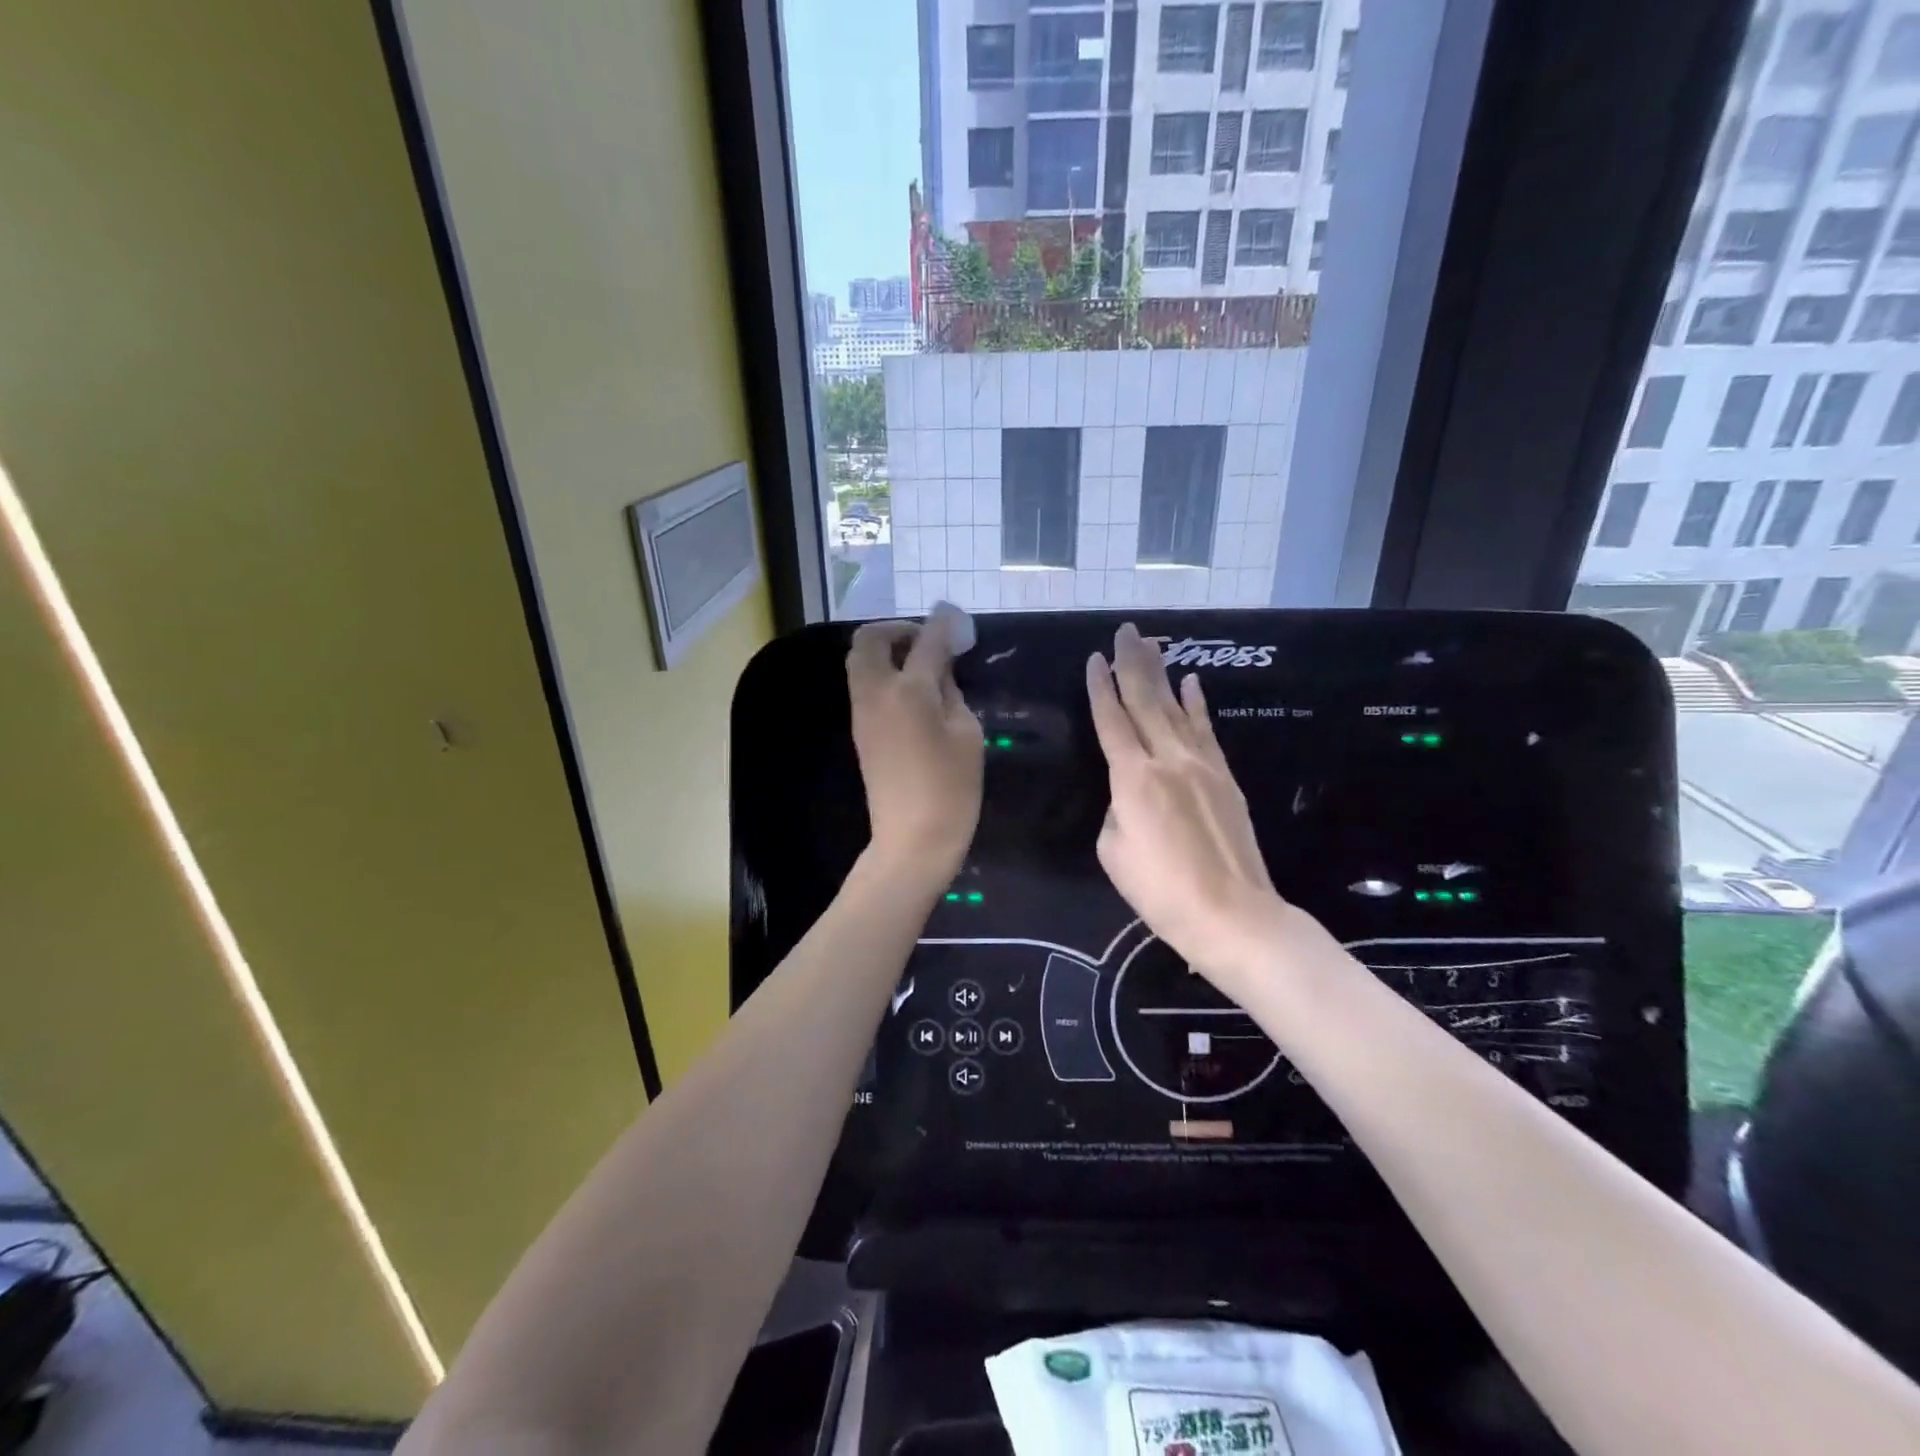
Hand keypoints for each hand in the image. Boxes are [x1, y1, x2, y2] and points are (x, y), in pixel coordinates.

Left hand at [847, 615, 983, 885]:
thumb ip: (951, 692)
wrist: (912, 839)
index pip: (926, 641)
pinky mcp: (859, 730)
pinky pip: (863, 684)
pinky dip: (881, 672)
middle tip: (926, 640)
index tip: (954, 616)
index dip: (942, 624)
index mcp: (909, 691)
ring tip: (920, 663)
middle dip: (897, 629)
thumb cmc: (951, 789)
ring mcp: (861, 712)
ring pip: (859, 661)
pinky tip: (910, 688)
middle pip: (870, 640)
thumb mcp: (966, 734)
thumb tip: (939, 670)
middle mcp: (876, 692)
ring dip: (885, 650)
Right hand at [1086, 623, 1306, 990]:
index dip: (1101, 687)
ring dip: (1163, 674)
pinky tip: (1191, 683)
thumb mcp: (1114, 851)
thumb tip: (1128, 793)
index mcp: (1133, 777)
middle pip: (1147, 701)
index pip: (1112, 720)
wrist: (1231, 914)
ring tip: (1153, 645)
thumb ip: (1116, 809)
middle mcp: (1168, 759)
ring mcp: (1202, 765)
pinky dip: (1197, 704)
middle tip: (1126, 631)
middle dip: (1133, 664)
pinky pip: (1206, 731)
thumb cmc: (1161, 890)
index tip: (1095, 658)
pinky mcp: (1225, 777)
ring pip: (1178, 708)